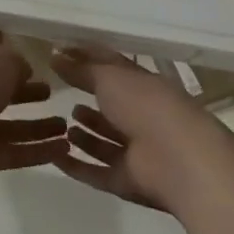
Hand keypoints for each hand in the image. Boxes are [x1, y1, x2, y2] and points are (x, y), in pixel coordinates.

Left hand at [0, 29, 69, 188]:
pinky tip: (64, 149)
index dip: (2, 42)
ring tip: (66, 125)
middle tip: (51, 90)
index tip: (26, 44)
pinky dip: (37, 150)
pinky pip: (13, 150)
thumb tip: (24, 67)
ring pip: (10, 123)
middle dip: (25, 89)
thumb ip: (16, 61)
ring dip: (37, 124)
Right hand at [51, 46, 223, 211]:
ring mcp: (137, 151)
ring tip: (62, 124)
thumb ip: (81, 69)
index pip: (112, 67)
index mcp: (143, 85)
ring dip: (85, 134)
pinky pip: (97, 172)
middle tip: (59, 91)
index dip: (87, 58)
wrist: (178, 160)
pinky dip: (76, 166)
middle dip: (89, 99)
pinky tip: (55, 155)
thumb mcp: (109, 77)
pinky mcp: (127, 181)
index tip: (60, 53)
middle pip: (111, 106)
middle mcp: (142, 116)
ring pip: (106, 141)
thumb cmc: (144, 105)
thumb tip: (55, 56)